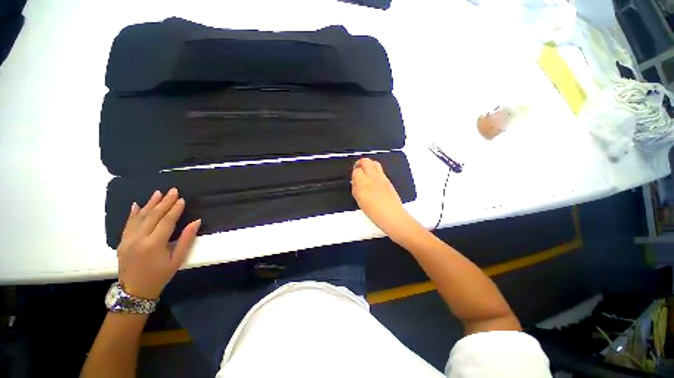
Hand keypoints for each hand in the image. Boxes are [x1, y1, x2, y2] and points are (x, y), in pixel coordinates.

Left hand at [117, 188, 200, 298]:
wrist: (134, 291)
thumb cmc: (160, 276)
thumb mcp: (177, 260)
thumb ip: (186, 239)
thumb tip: (196, 222)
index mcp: (154, 244)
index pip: (166, 221)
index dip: (175, 209)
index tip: (182, 199)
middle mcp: (139, 239)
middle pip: (153, 216)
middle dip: (164, 202)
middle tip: (173, 190)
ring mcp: (128, 240)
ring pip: (140, 217)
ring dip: (150, 204)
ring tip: (158, 193)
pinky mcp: (122, 242)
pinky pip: (128, 224)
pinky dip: (133, 213)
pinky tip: (137, 205)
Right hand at [351, 158, 414, 235]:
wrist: (392, 215)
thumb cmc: (374, 212)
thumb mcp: (359, 201)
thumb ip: (355, 189)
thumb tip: (355, 182)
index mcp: (363, 183)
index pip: (356, 170)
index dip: (354, 172)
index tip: (353, 177)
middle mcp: (373, 177)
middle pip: (365, 161)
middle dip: (360, 162)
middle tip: (357, 168)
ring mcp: (382, 177)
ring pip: (374, 162)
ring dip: (368, 164)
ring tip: (365, 170)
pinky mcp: (388, 179)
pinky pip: (380, 169)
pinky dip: (375, 169)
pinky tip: (373, 177)